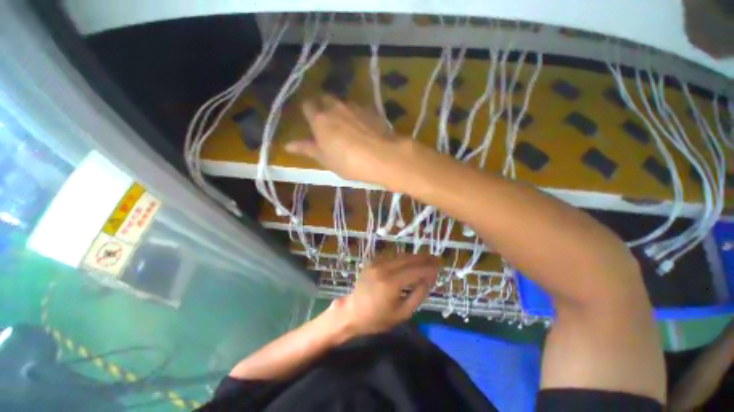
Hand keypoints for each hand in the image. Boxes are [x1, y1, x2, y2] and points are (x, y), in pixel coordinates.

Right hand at [286, 95, 410, 186]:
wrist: (381, 157)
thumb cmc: (348, 162)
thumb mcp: (325, 159)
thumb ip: (307, 149)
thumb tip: (288, 145)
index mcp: (320, 119)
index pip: (307, 106)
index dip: (308, 113)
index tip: (312, 124)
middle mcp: (336, 106)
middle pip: (325, 99)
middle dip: (323, 107)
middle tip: (328, 125)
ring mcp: (355, 106)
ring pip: (343, 103)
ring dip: (341, 111)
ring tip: (347, 128)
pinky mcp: (371, 110)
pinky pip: (359, 109)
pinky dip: (357, 115)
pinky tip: (363, 129)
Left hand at [331, 254, 440, 335]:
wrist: (353, 312)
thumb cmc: (378, 318)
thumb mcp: (402, 313)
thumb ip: (418, 294)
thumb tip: (429, 278)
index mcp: (391, 283)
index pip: (415, 271)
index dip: (429, 268)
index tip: (439, 266)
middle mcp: (383, 269)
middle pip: (408, 259)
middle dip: (424, 258)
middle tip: (436, 258)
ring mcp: (376, 263)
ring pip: (400, 255)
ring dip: (414, 256)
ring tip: (426, 258)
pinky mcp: (372, 262)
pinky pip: (391, 255)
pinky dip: (403, 256)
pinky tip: (409, 260)